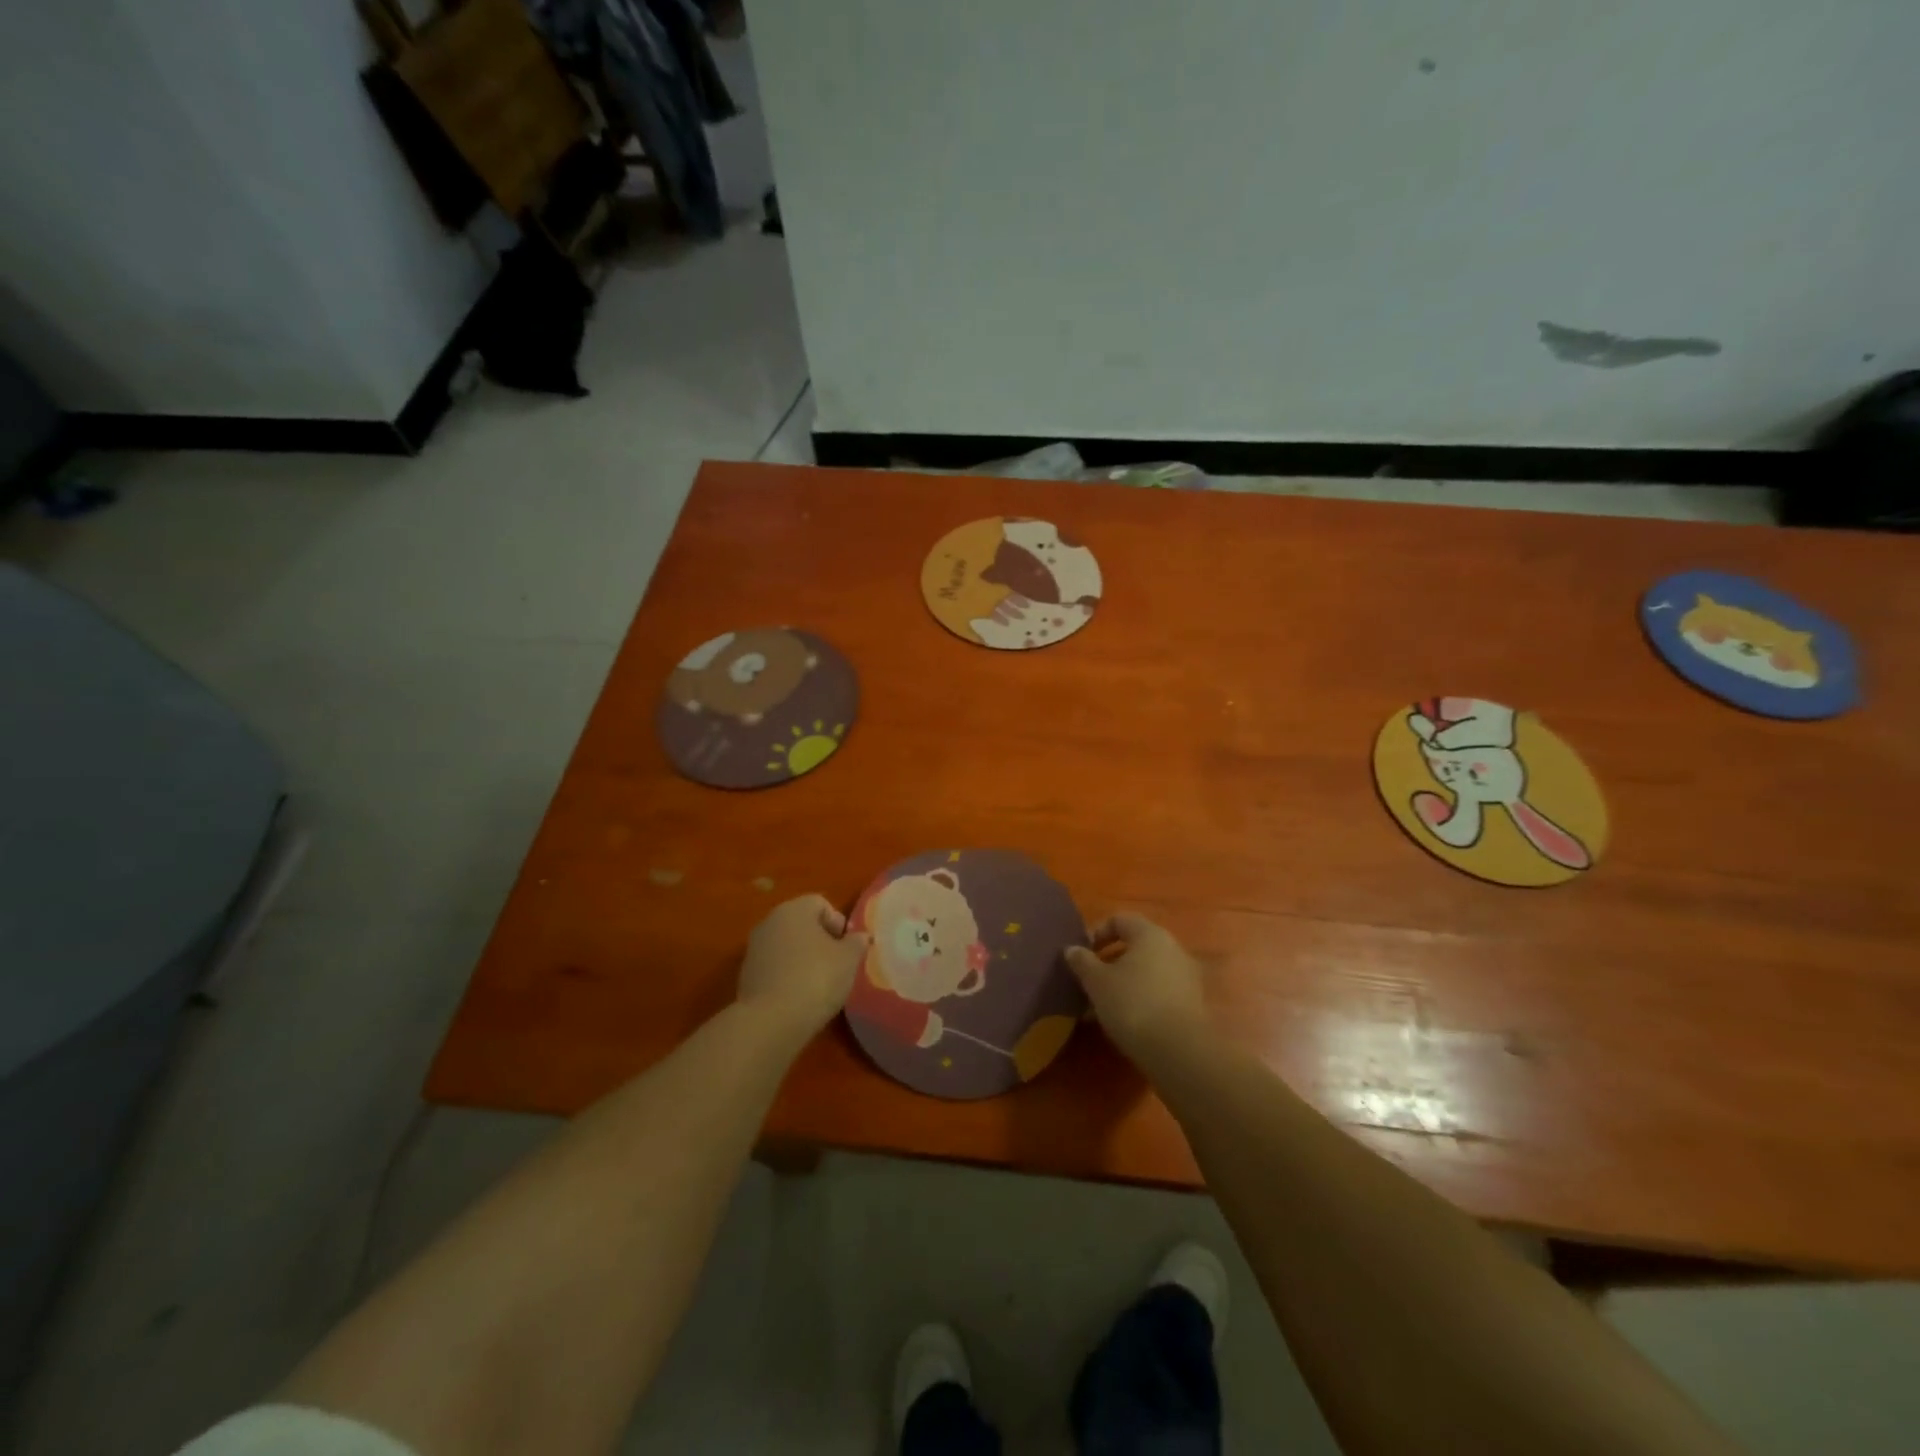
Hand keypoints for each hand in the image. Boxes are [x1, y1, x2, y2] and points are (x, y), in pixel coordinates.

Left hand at [737, 894, 868, 1037]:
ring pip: (787, 946)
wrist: (771, 1021)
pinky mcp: (746, 975)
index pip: (821, 904)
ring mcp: (754, 949)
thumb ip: (857, 943)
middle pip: (802, 924)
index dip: (838, 923)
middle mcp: (770, 922)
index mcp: (794, 909)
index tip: (846, 949)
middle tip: (836, 966)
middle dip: (820, 941)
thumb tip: (860, 937)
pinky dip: (787, 977)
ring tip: (818, 985)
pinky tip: (799, 998)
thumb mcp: (849, 960)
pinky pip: (775, 968)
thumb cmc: (816, 979)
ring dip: (803, 959)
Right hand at [1065, 914, 1210, 1064]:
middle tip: (1090, 982)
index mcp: (1150, 934)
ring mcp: (1186, 976)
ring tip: (1101, 1008)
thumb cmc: (1133, 1004)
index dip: (1097, 933)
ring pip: (1146, 971)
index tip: (1082, 955)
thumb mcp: (1097, 982)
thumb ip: (1082, 961)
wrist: (1179, 1050)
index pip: (1120, 919)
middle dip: (1109, 963)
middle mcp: (1172, 948)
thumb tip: (1072, 949)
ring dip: (1123, 983)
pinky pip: (1158, 991)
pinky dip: (1140, 999)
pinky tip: (1124, 1021)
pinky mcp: (1191, 1003)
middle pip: (1135, 946)